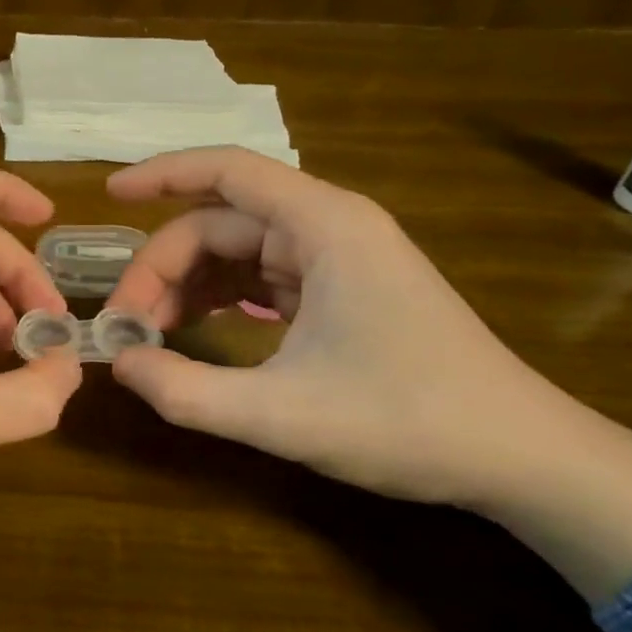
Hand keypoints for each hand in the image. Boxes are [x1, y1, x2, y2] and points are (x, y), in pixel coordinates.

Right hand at [103, 147, 631, 600]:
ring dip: (186, 286)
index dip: (161, 174)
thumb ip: (187, 391)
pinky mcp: (339, 291)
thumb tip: (118, 362)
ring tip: (150, 334)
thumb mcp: (282, 415)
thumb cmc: (409, 424)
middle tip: (125, 325)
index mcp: (324, 228)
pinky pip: (258, 277)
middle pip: (219, 224)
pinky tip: (194, 330)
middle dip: (163, 268)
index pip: (227, 171)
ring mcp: (336, 260)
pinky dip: (217, 299)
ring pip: (235, 251)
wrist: (524, 460)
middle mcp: (329, 228)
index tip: (108, 196)